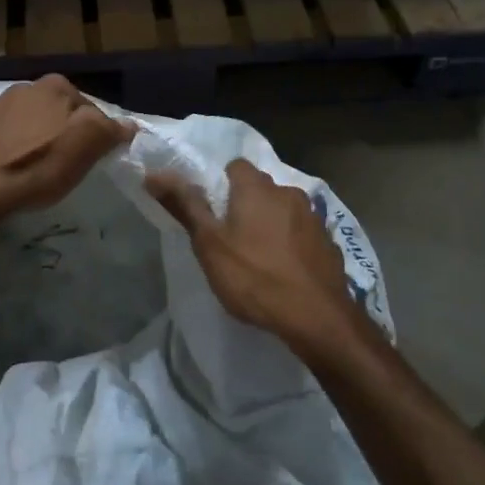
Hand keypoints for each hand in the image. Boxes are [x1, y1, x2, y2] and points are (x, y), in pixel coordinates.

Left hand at [0, 76, 133, 224]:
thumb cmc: (40, 168)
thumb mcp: (87, 149)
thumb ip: (110, 129)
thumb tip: (128, 124)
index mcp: (54, 87)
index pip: (86, 106)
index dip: (92, 131)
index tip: (89, 154)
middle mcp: (21, 87)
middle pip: (51, 109)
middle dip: (57, 127)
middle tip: (61, 159)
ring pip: (20, 117)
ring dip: (27, 132)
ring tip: (30, 162)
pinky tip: (2, 162)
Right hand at [147, 158, 359, 350]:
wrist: (317, 318)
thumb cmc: (254, 277)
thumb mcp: (209, 244)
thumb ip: (184, 205)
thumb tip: (154, 173)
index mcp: (257, 188)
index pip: (234, 166)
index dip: (219, 184)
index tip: (210, 211)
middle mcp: (289, 192)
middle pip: (260, 188)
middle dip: (245, 205)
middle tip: (229, 237)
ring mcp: (314, 217)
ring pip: (283, 210)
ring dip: (270, 224)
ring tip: (258, 257)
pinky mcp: (330, 243)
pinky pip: (302, 234)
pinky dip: (292, 244)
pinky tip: (285, 271)